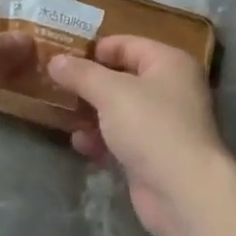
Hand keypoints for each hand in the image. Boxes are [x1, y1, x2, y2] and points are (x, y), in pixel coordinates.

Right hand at [47, 36, 227, 235]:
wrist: (182, 191)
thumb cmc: (150, 126)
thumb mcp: (110, 92)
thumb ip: (81, 74)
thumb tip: (56, 60)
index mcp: (169, 63)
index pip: (127, 44)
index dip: (94, 49)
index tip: (61, 56)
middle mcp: (170, 89)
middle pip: (122, 78)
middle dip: (88, 83)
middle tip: (53, 84)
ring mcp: (163, 124)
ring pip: (119, 110)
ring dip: (91, 113)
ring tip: (60, 113)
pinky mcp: (153, 154)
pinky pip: (121, 138)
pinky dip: (101, 139)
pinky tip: (79, 143)